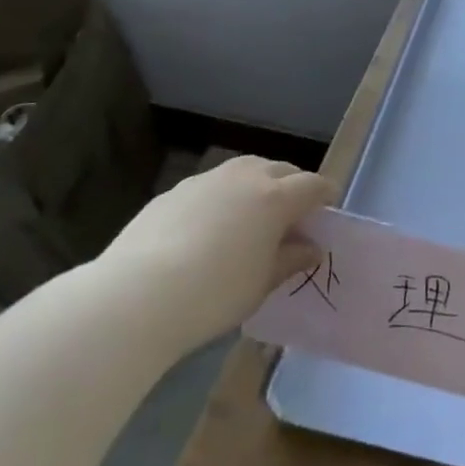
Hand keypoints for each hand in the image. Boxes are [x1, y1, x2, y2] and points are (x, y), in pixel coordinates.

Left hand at [94, 156, 334, 352]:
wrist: (136, 296)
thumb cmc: (214, 293)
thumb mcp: (262, 283)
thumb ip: (290, 260)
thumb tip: (310, 248)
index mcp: (275, 197)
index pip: (313, 185)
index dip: (325, 196)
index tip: (328, 209)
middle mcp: (245, 177)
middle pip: (280, 169)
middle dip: (293, 185)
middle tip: (294, 212)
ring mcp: (206, 180)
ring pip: (244, 171)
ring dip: (257, 185)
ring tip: (253, 214)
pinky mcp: (174, 192)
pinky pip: (211, 186)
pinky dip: (223, 198)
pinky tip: (210, 227)